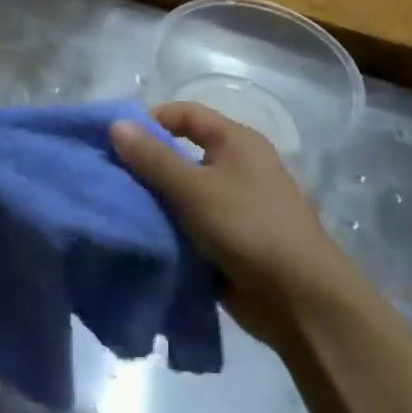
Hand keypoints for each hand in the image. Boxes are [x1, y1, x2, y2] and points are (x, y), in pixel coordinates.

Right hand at [110, 102, 360, 343]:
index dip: (151, 120)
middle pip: (183, 153)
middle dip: (147, 165)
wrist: (300, 299)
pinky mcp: (231, 239)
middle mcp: (238, 166)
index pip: (186, 113)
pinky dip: (170, 228)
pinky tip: (143, 235)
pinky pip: (191, 224)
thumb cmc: (248, 227)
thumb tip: (116, 124)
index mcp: (237, 142)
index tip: (116, 141)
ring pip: (184, 192)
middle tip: (111, 177)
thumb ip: (153, 158)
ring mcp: (236, 205)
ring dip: (156, 200)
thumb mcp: (194, 189)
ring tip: (119, 208)